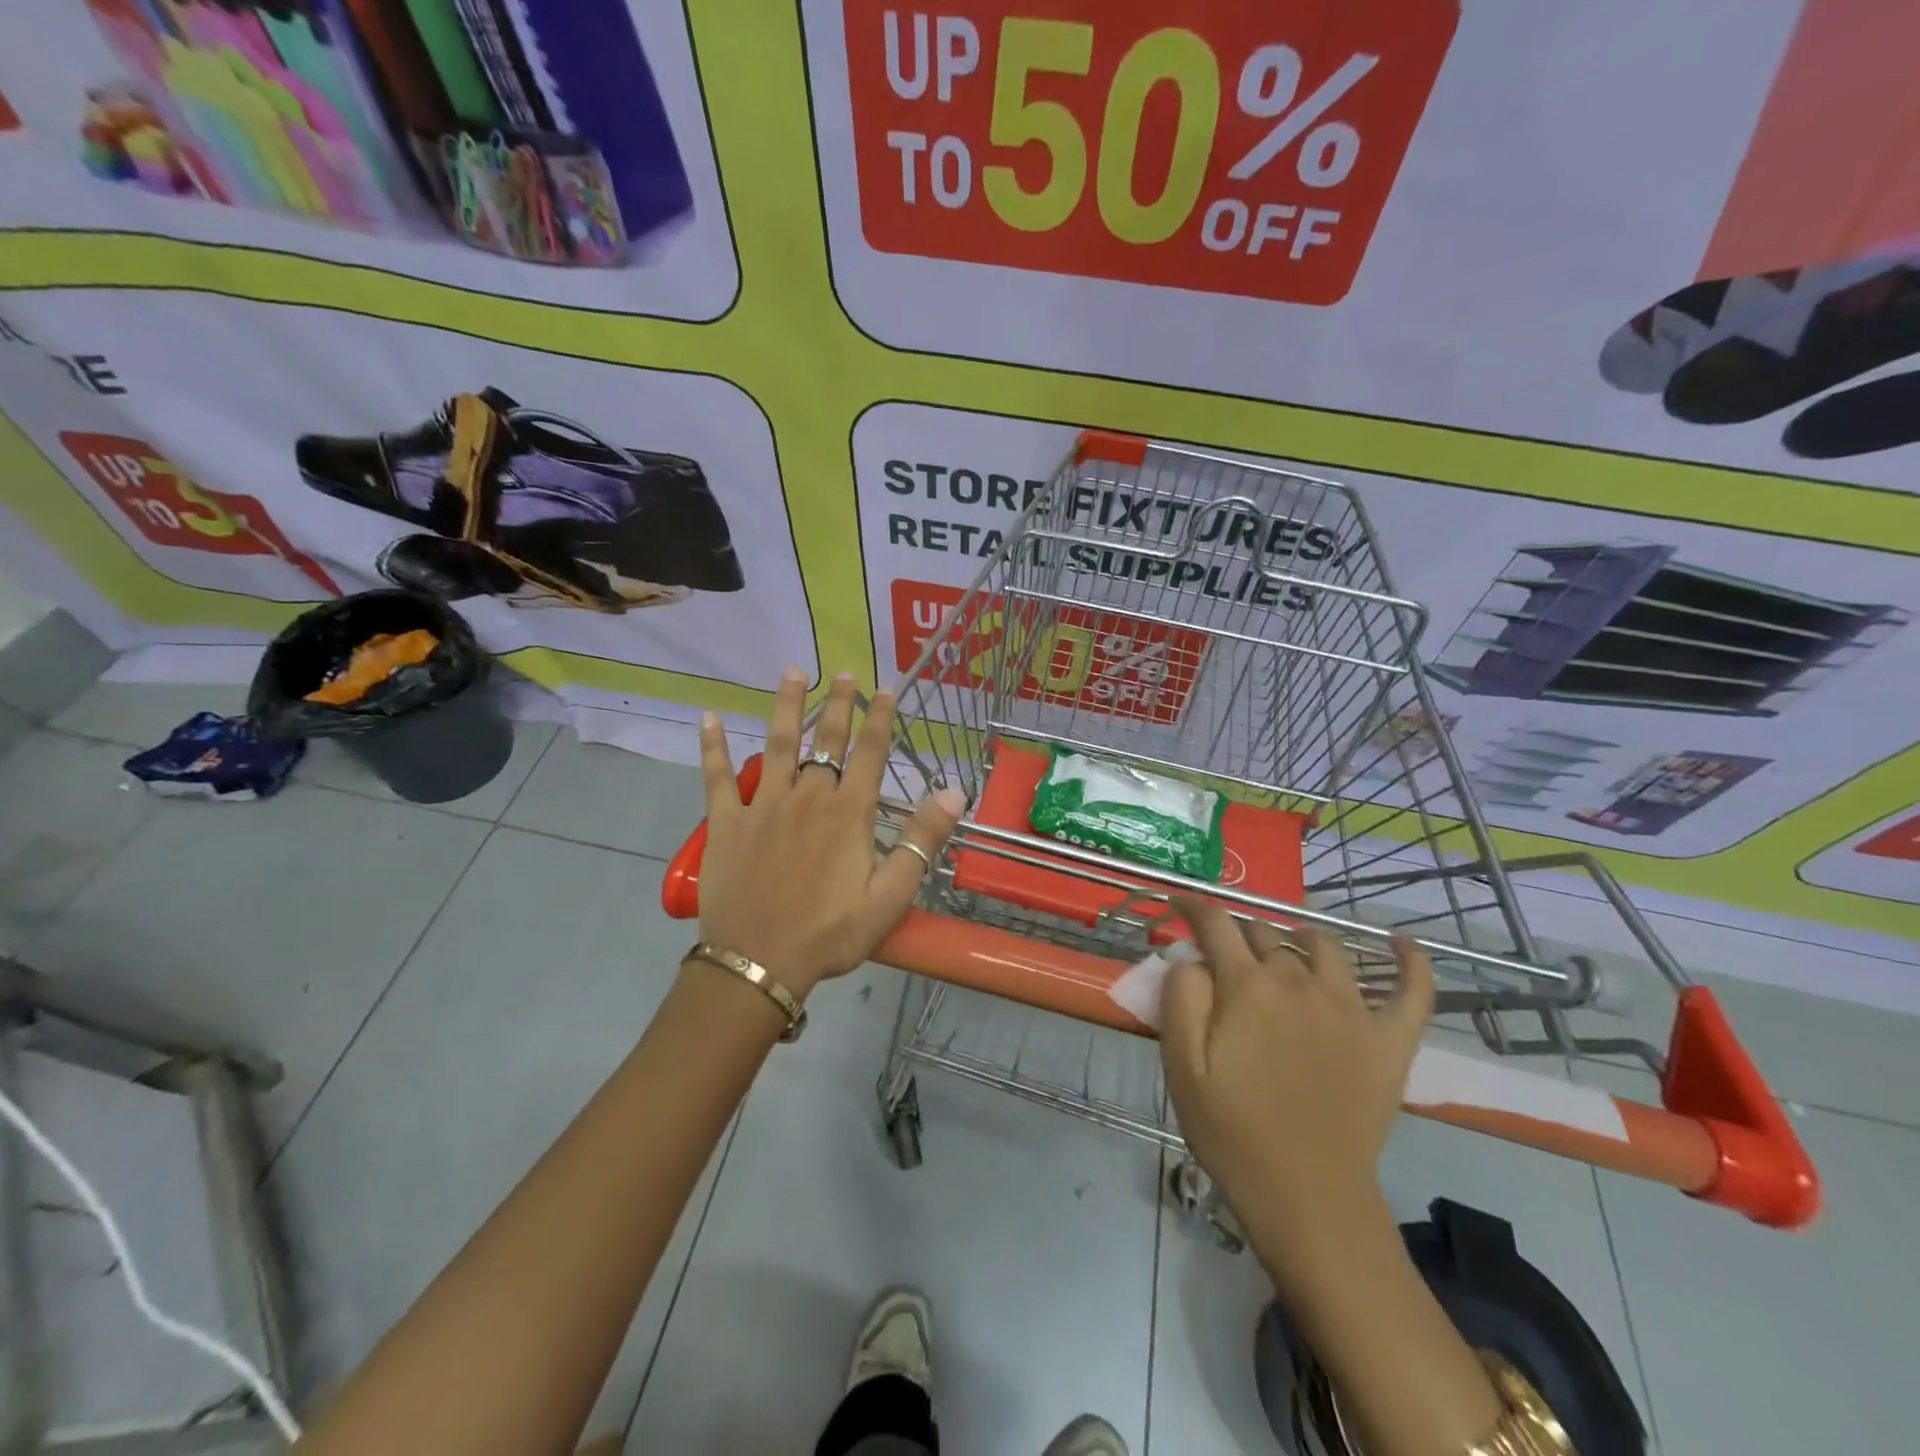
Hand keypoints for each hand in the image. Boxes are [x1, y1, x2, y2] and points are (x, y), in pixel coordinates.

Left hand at [695, 669, 964, 996]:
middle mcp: (808, 796)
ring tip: (792, 671)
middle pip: (827, 739)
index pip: (870, 753)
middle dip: (838, 704)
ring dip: (786, 706)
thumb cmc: (830, 933)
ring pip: (778, 744)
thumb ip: (922, 840)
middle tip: (842, 672)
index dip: (880, 718)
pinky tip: (708, 719)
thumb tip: (955, 791)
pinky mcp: (727, 822)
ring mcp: (764, 805)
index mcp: (849, 813)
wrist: (758, 961)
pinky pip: (718, 777)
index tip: (885, 689)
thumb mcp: (890, 895)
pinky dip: (713, 748)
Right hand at [1160, 900, 1433, 1259]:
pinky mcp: (1391, 1038)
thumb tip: (1191, 957)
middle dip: (1238, 935)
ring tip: (1286, 948)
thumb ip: (1179, 997)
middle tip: (1223, 958)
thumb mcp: (1181, 1065)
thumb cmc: (1232, 1131)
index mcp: (1246, 986)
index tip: (1177, 901)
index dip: (1192, 905)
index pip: (1216, 923)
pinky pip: (1412, 988)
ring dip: (1298, 938)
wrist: (1307, 1196)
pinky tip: (1401, 944)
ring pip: (1324, 946)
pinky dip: (1410, 960)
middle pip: (1265, 934)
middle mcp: (1299, 981)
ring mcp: (1351, 1007)